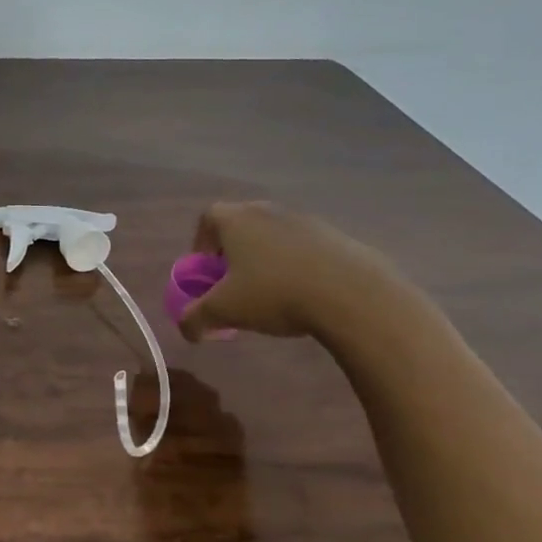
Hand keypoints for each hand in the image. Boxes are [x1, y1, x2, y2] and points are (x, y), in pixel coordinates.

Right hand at [177, 201, 408, 342]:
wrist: (354, 296)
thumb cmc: (275, 294)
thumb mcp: (224, 311)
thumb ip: (195, 319)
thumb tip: (187, 330)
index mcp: (237, 219)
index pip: (208, 218)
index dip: (201, 243)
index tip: (207, 271)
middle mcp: (269, 211)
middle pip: (241, 225)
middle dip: (233, 252)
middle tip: (234, 283)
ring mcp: (307, 221)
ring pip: (274, 236)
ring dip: (266, 259)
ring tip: (271, 293)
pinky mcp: (338, 237)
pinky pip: (305, 248)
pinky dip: (297, 266)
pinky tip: (304, 295)